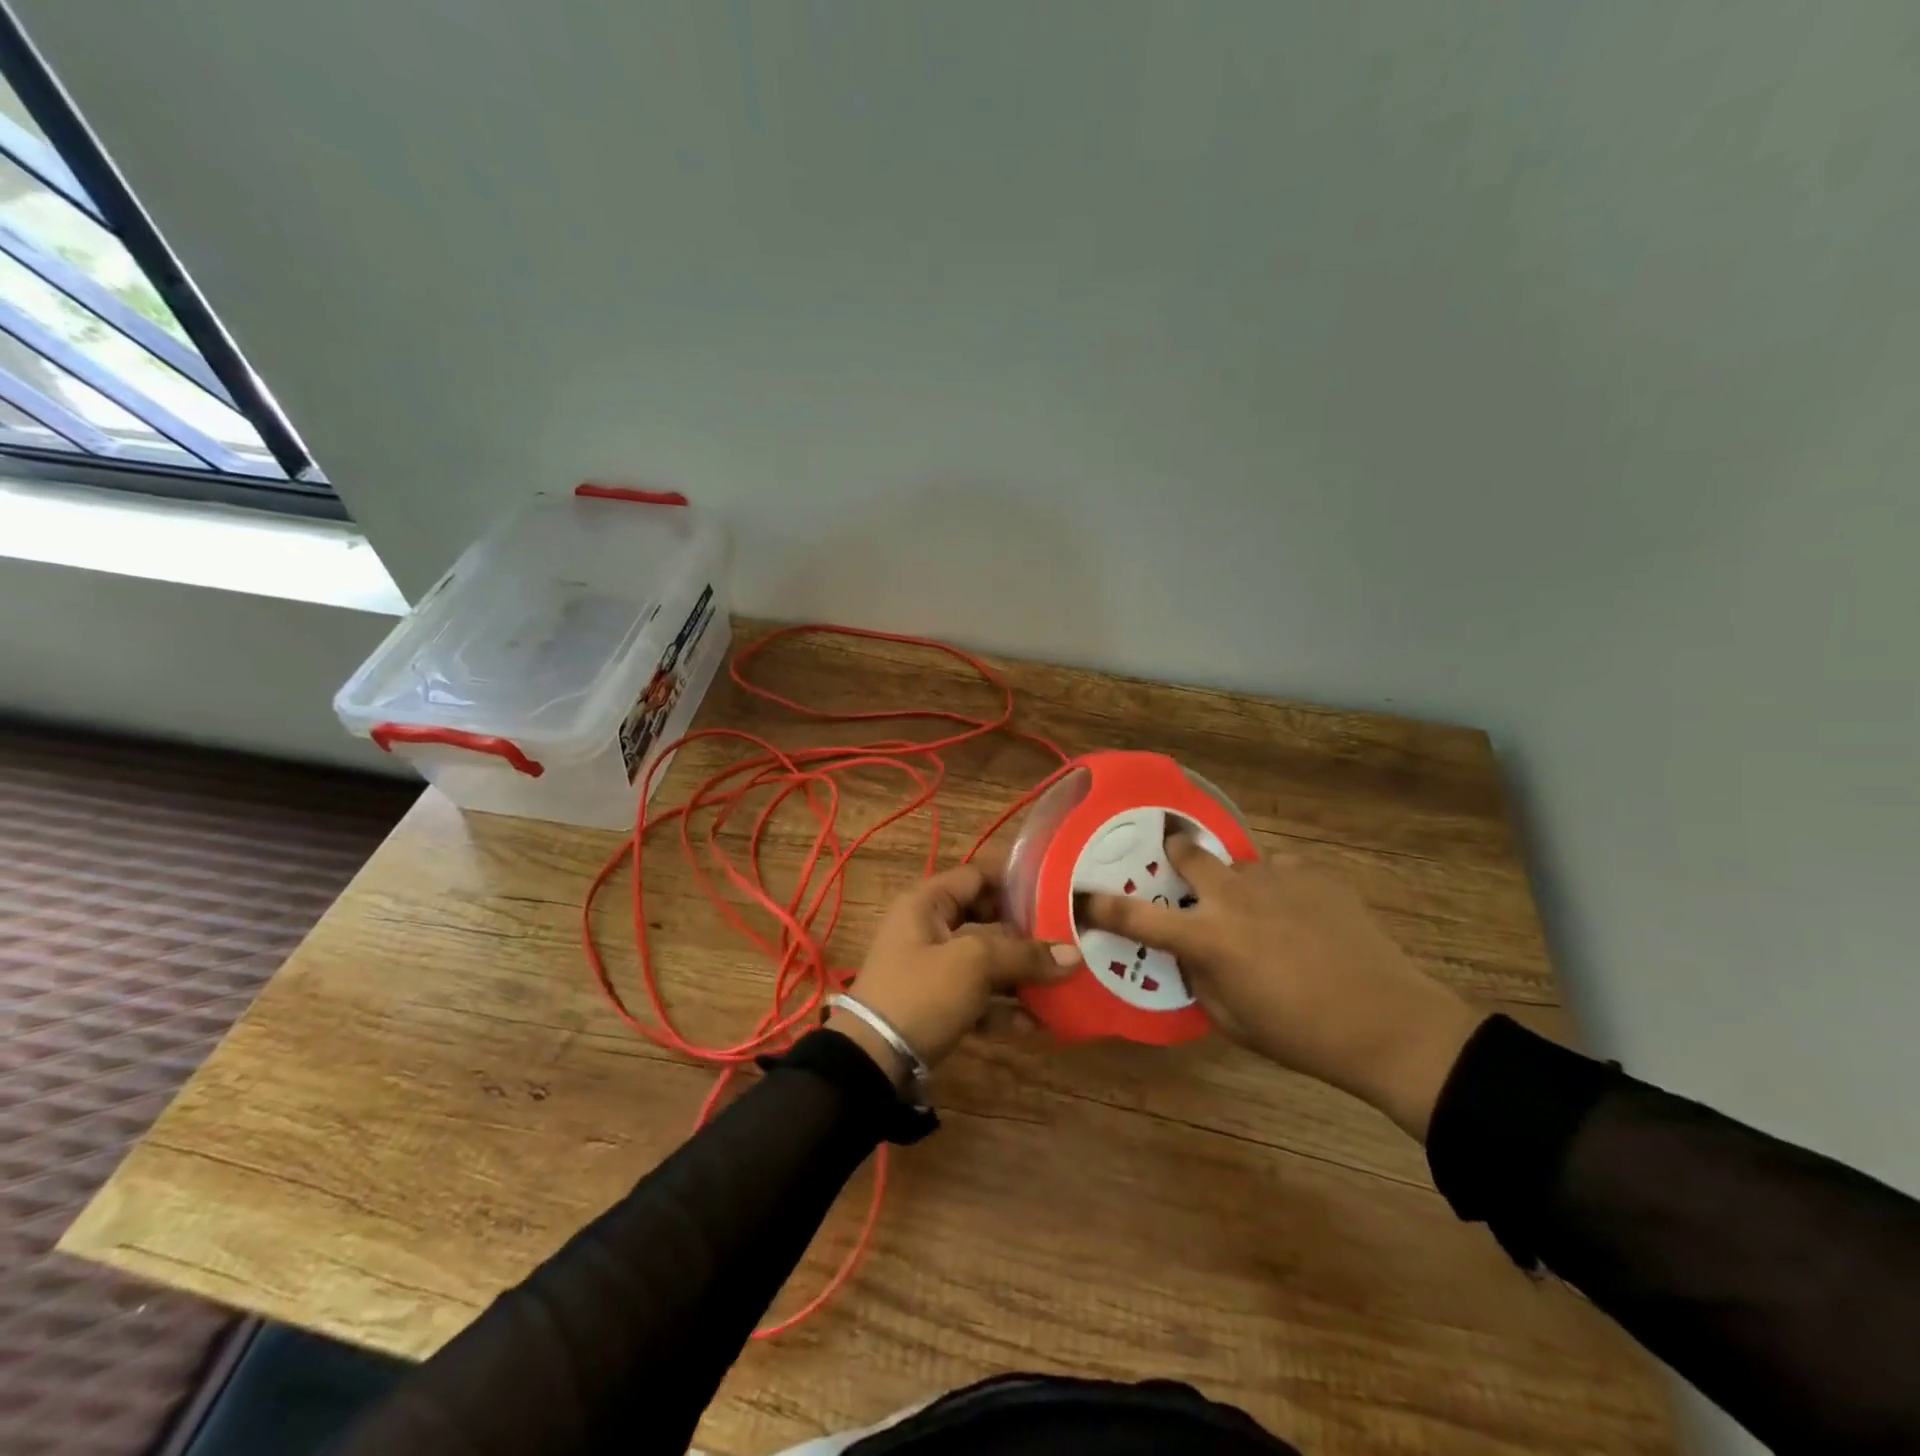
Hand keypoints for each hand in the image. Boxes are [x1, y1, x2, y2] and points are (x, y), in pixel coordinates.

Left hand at [829, 864, 1077, 1084]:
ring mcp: (932, 969)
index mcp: (927, 902)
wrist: (872, 1062)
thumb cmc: (920, 993)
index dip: (1016, 879)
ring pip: (985, 962)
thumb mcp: (973, 964)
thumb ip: (1023, 955)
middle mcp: (928, 928)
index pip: (977, 875)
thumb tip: (1073, 955)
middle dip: (1026, 932)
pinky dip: (1004, 1008)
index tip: (1058, 888)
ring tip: (1063, 983)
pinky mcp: (936, 1005)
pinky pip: (978, 998)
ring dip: (1021, 974)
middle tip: (1068, 937)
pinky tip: (1038, 1024)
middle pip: (986, 919)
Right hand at [1081, 833, 1484, 1138]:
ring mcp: (1276, 876)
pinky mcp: (1314, 872)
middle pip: (1186, 851)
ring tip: (1263, 915)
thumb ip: (1197, 975)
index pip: (1135, 914)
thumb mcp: (1229, 1018)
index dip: (1100, 905)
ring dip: (1236, 884)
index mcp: (1207, 936)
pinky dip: (1279, 889)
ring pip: (1238, 864)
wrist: (1389, 1022)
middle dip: (1175, 853)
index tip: (1082, 895)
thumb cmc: (1300, 1034)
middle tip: (1180, 868)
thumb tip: (1189, 950)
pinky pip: (1281, 870)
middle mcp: (1233, 894)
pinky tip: (1302, 917)